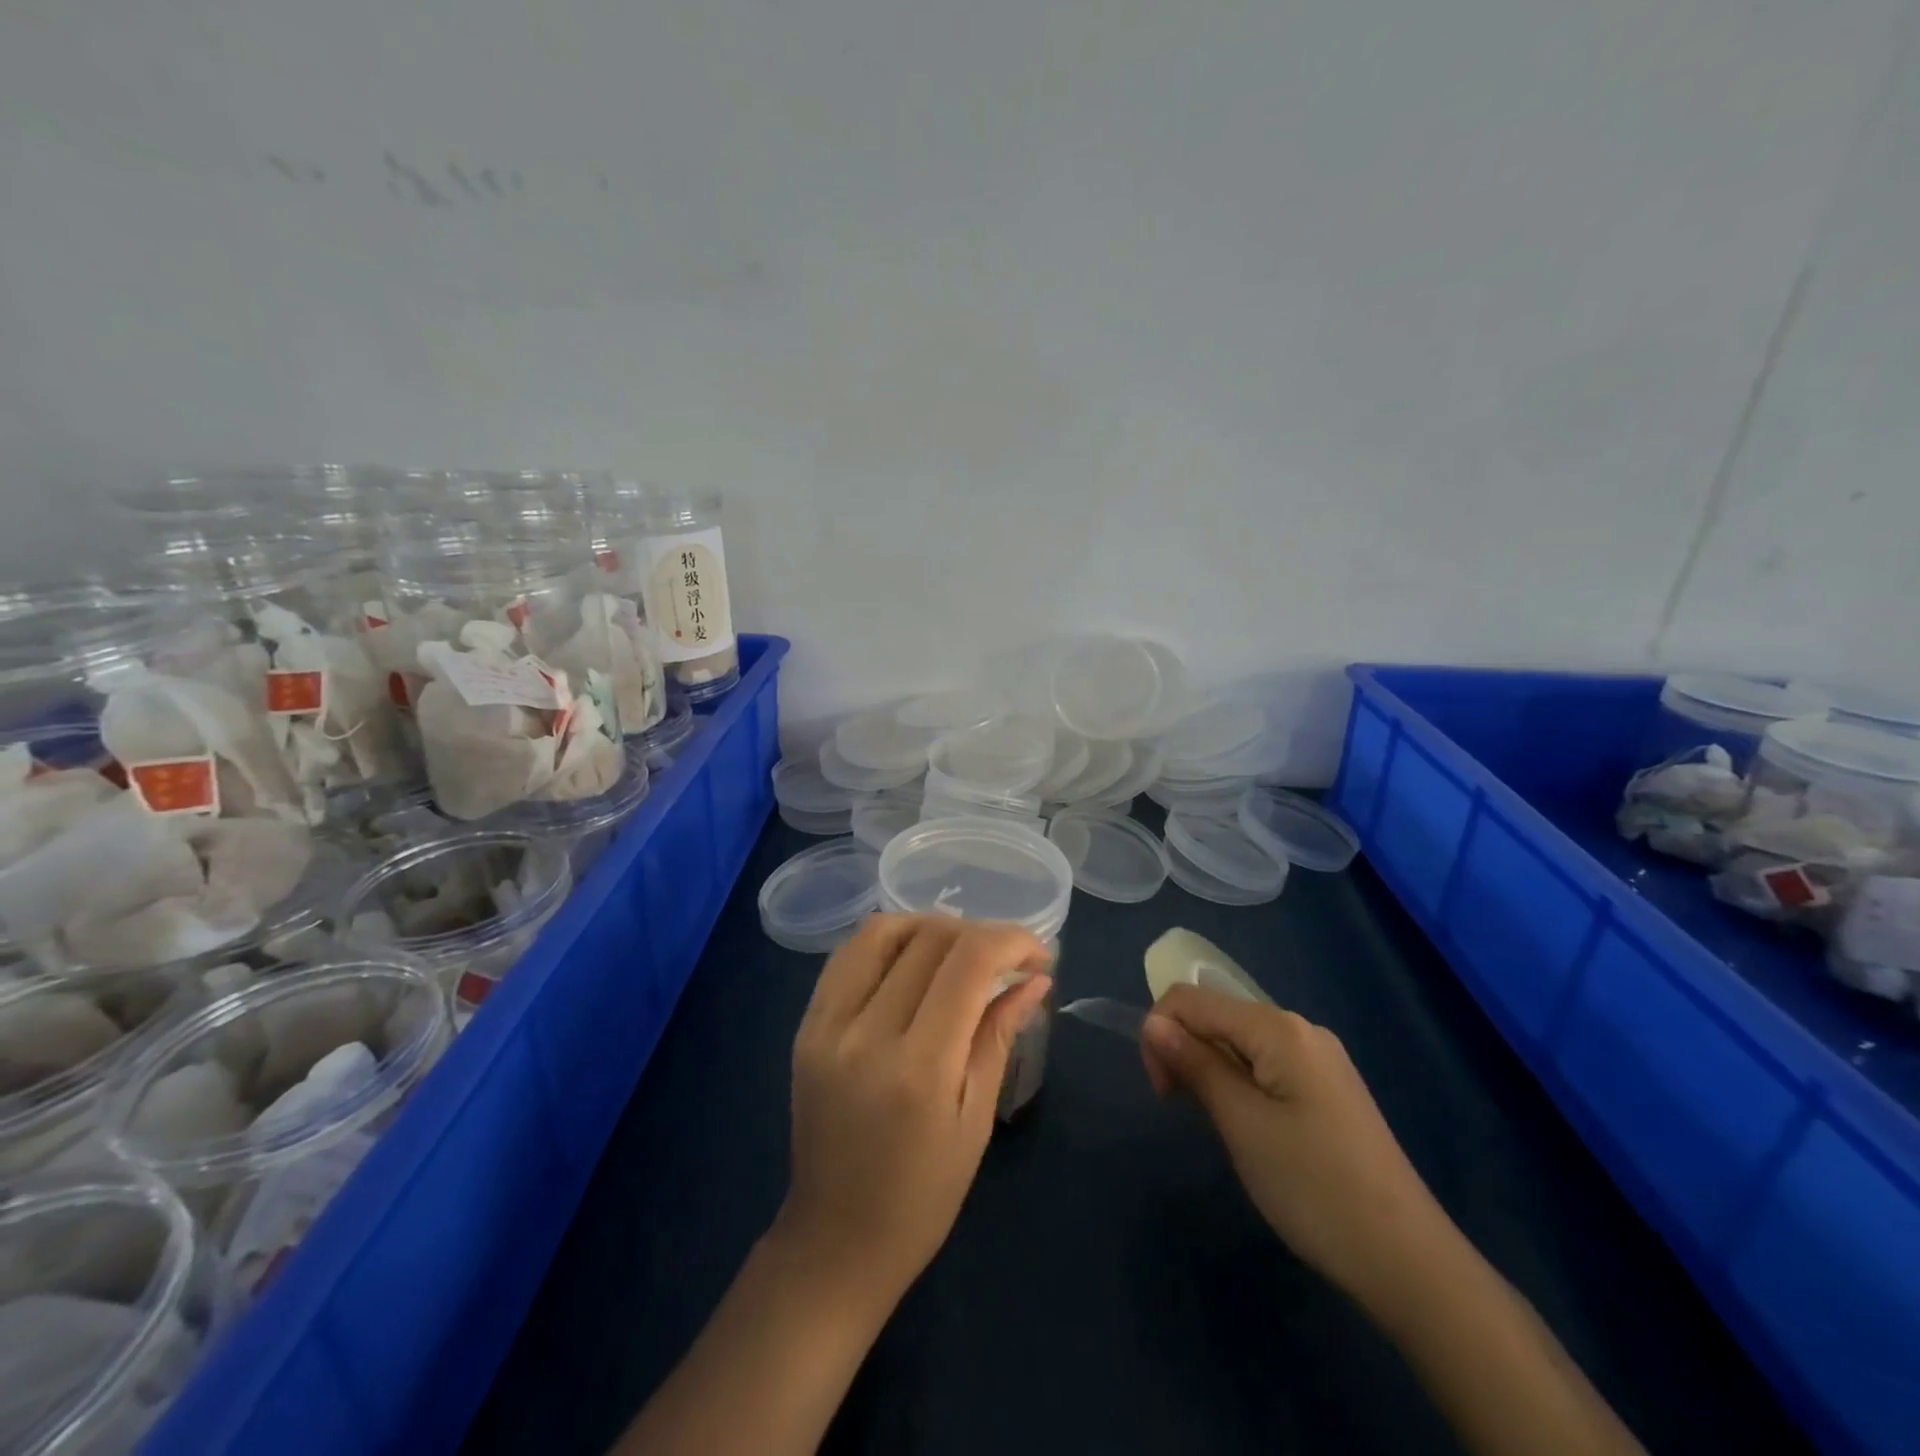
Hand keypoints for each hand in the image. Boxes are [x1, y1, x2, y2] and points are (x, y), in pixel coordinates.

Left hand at [776, 913, 1052, 1308]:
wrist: (835, 1240)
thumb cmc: (923, 1196)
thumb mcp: (976, 1119)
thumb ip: (999, 1034)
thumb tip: (1035, 978)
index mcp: (919, 1067)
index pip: (968, 962)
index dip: (1012, 941)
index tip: (1039, 955)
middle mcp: (866, 1032)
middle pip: (929, 938)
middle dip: (979, 933)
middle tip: (1004, 959)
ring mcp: (826, 1025)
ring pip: (882, 931)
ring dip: (930, 927)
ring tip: (959, 951)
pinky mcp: (805, 1026)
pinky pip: (848, 955)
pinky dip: (888, 941)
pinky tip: (912, 960)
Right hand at [1141, 985, 1449, 1308]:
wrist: (1408, 1261)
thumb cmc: (1313, 1186)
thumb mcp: (1241, 1123)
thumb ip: (1195, 1064)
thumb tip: (1152, 1024)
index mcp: (1278, 1027)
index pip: (1191, 999)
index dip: (1160, 1033)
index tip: (1163, 1091)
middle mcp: (1300, 1028)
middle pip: (1217, 1015)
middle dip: (1186, 1050)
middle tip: (1186, 1110)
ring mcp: (1319, 1058)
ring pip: (1239, 1041)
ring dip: (1211, 1069)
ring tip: (1221, 1124)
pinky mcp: (1328, 1088)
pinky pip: (1266, 1064)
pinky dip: (1240, 1082)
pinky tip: (1251, 1126)